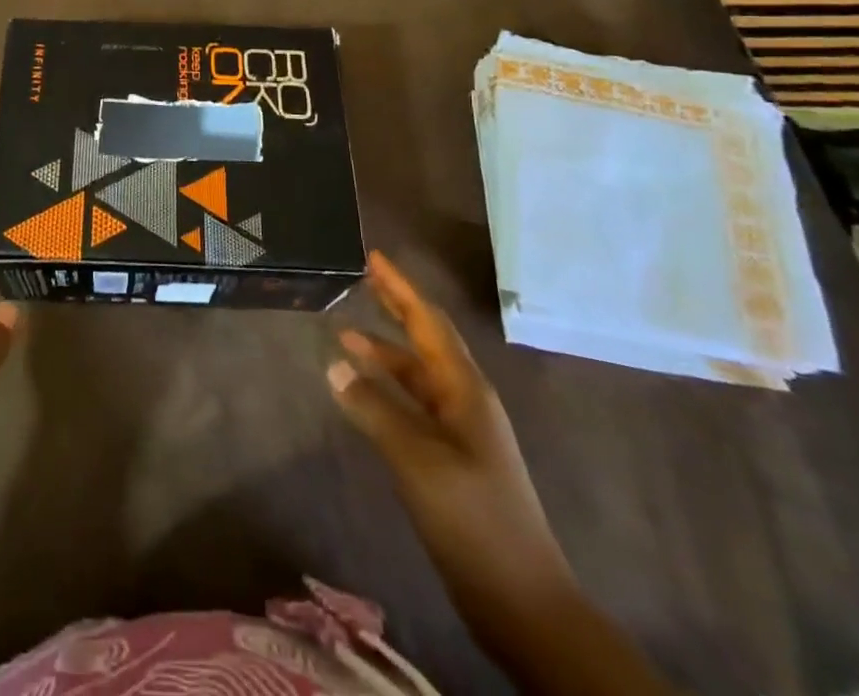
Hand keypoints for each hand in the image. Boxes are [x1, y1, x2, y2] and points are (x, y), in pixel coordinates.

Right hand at [328, 251, 572, 603]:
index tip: (374, 257)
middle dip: (397, 308)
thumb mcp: (417, 459)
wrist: (524, 601)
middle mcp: (465, 400)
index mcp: (465, 389)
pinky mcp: (452, 460)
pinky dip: (388, 390)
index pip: (427, 322)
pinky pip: (414, 406)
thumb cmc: (474, 518)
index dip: (400, 288)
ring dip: (386, 352)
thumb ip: (374, 408)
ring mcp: (460, 431)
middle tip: (364, 279)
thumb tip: (334, 365)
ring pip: (418, 376)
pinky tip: (365, 394)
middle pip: (426, 340)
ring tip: (346, 336)